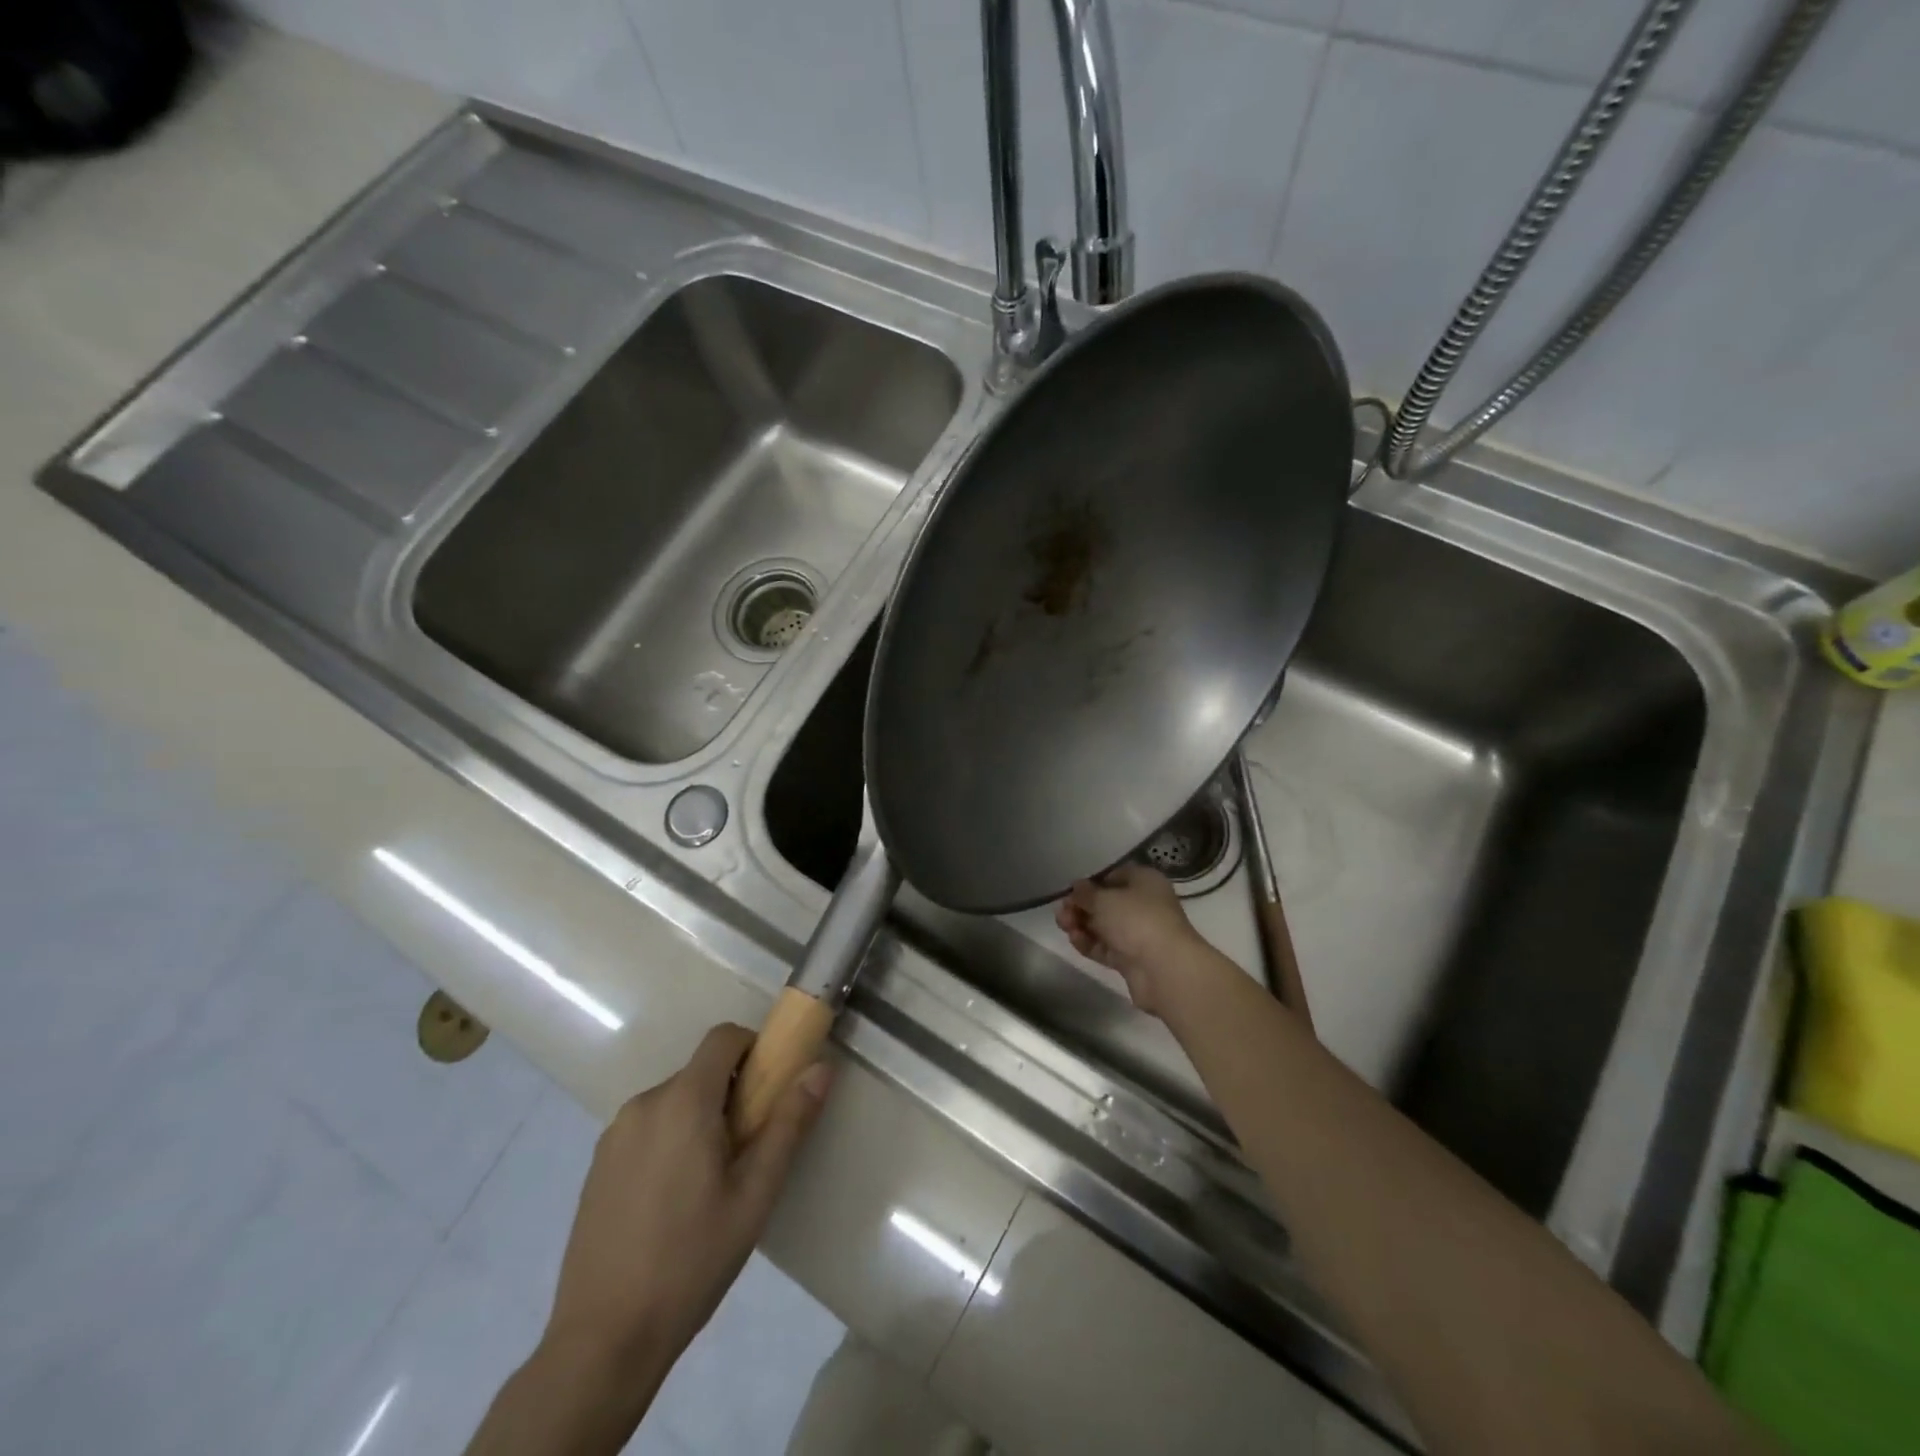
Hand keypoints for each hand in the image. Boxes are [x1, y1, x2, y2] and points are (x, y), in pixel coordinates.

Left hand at [545, 1023, 831, 1372]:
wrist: (602, 1341)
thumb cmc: (691, 1261)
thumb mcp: (755, 1194)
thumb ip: (789, 1124)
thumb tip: (820, 1068)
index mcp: (683, 1101)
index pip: (723, 1038)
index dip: (753, 1048)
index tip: (769, 1090)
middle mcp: (644, 1103)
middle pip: (700, 1071)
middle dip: (731, 1094)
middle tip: (747, 1150)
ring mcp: (614, 1135)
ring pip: (674, 1101)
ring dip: (700, 1119)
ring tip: (711, 1185)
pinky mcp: (597, 1165)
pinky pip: (647, 1128)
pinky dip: (670, 1141)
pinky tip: (673, 1203)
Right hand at [1055, 863, 1211, 1016]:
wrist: (1165, 969)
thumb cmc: (1136, 920)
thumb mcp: (1104, 899)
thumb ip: (1085, 892)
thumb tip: (1077, 887)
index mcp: (1145, 882)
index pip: (1114, 876)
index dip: (1091, 882)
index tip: (1071, 890)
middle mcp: (1144, 905)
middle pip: (1107, 903)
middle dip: (1082, 906)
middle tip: (1062, 911)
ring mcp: (1138, 934)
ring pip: (1104, 926)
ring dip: (1082, 925)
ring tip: (1063, 925)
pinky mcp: (1132, 959)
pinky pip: (1106, 947)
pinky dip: (1089, 943)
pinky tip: (1074, 939)